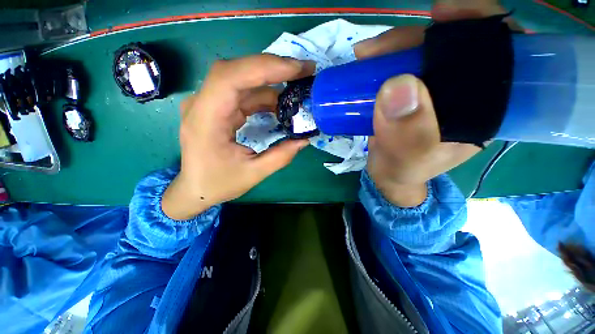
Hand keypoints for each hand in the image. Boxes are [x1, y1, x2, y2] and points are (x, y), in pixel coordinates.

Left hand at [162, 55, 314, 219]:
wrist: (195, 188)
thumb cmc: (217, 183)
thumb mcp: (253, 174)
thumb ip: (280, 156)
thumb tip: (304, 140)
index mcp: (205, 120)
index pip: (231, 78)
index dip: (265, 68)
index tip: (296, 70)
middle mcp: (203, 104)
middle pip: (237, 71)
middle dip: (273, 68)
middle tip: (304, 71)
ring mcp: (210, 104)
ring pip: (242, 80)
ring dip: (272, 81)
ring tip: (298, 86)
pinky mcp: (219, 108)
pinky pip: (243, 93)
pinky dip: (265, 94)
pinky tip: (281, 102)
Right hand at [356, 3, 521, 206]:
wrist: (387, 173)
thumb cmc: (404, 170)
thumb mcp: (409, 159)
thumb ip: (408, 133)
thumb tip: (397, 87)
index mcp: (484, 108)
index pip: (500, 53)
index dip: (480, 23)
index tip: (443, 14)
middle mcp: (464, 92)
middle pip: (454, 45)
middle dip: (419, 36)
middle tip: (380, 47)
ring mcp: (434, 89)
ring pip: (423, 52)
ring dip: (394, 47)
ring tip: (366, 54)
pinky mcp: (411, 92)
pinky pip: (401, 65)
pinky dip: (384, 58)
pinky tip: (368, 60)